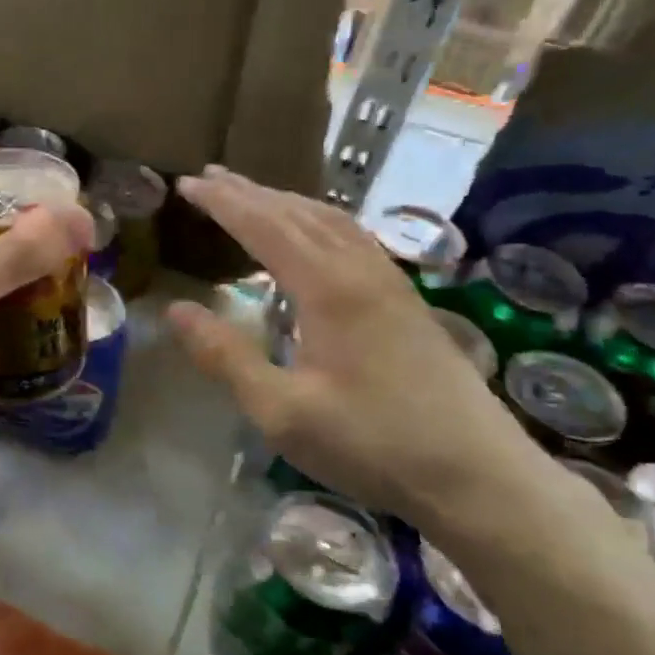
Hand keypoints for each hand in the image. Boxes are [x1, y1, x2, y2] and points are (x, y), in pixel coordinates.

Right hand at [165, 167, 545, 534]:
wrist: (478, 477)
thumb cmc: (372, 445)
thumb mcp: (281, 412)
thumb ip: (226, 357)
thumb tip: (176, 310)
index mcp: (329, 288)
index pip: (264, 226)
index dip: (223, 203)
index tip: (186, 185)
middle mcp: (361, 271)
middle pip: (298, 213)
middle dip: (250, 192)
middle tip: (208, 178)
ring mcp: (391, 283)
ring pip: (332, 221)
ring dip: (286, 202)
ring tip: (251, 195)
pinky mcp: (406, 302)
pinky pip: (353, 238)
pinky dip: (317, 221)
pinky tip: (313, 236)